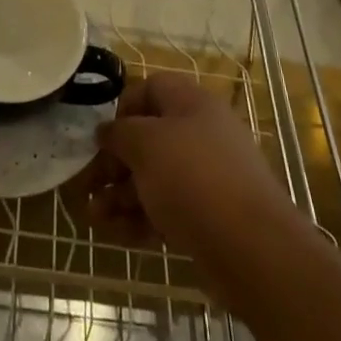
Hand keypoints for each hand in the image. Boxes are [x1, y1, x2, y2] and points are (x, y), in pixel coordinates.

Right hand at [80, 72, 306, 263]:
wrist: (254, 250)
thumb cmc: (193, 178)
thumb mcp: (146, 144)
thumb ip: (119, 134)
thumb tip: (106, 132)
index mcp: (191, 104)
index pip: (150, 89)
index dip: (122, 109)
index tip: (102, 136)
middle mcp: (201, 135)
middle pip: (148, 139)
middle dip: (114, 162)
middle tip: (87, 185)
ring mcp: (207, 179)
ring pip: (154, 178)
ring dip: (120, 195)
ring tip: (93, 217)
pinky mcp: (208, 218)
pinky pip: (166, 210)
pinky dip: (139, 220)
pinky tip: (114, 235)